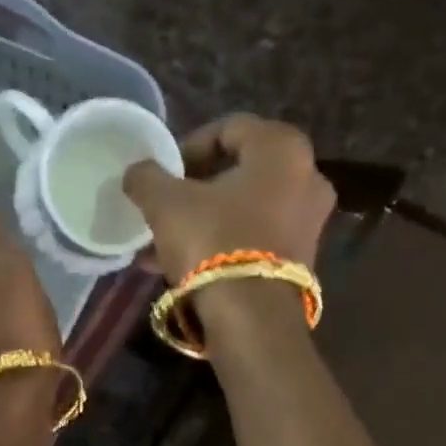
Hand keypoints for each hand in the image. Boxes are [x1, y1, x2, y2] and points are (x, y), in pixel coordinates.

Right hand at [122, 114, 334, 284]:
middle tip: (163, 208)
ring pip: (243, 210)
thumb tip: (137, 172)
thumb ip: (148, 178)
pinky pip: (254, 239)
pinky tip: (182, 267)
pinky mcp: (301, 259)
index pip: (230, 128)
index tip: (163, 173)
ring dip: (203, 221)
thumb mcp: (166, 204)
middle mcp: (307, 176)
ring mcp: (309, 221)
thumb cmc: (212, 241)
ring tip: (162, 244)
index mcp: (282, 148)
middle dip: (195, 190)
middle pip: (238, 172)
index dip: (188, 147)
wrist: (251, 317)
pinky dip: (221, 245)